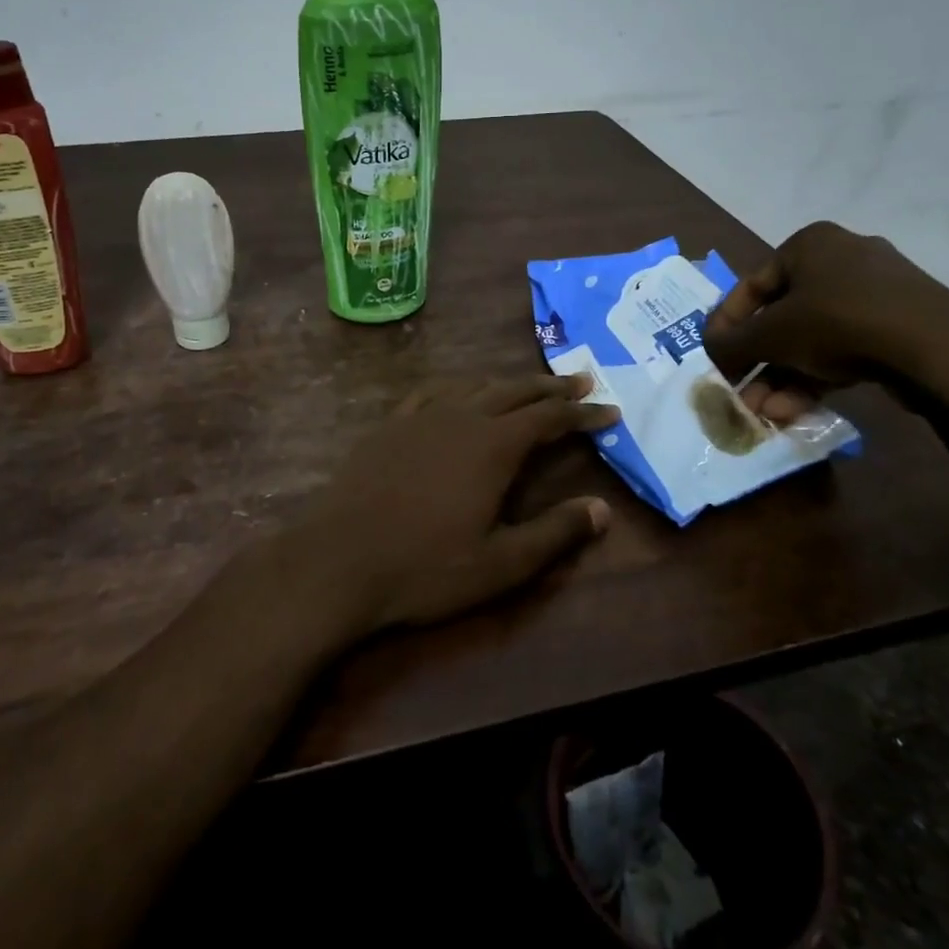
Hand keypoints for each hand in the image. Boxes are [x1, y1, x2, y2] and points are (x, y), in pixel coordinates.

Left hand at [273, 375, 619, 638]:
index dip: (583, 413)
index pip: (549, 417)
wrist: (338, 561)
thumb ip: (554, 533)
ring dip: (507, 383)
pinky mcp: (389, 426)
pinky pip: (431, 393)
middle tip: (581, 380)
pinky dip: (457, 388)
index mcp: (493, 445)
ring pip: (474, 386)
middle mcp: (461, 418)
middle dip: (551, 387)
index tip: (610, 409)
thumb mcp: (501, 563)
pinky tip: (456, 394)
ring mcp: (420, 417)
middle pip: (515, 391)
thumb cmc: (425, 568)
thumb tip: (602, 509)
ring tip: (528, 385)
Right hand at [704, 221, 948, 421]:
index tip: (714, 358)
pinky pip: (845, 348)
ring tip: (765, 412)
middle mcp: (842, 259)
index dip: (726, 325)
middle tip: (741, 394)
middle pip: (782, 317)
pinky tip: (796, 410)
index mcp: (809, 244)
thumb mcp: (770, 334)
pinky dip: (817, 376)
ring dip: (782, 377)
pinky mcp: (901, 325)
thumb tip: (710, 350)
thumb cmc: (837, 323)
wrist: (936, 348)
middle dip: (758, 363)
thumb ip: (731, 343)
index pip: (751, 285)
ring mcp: (877, 293)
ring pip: (813, 338)